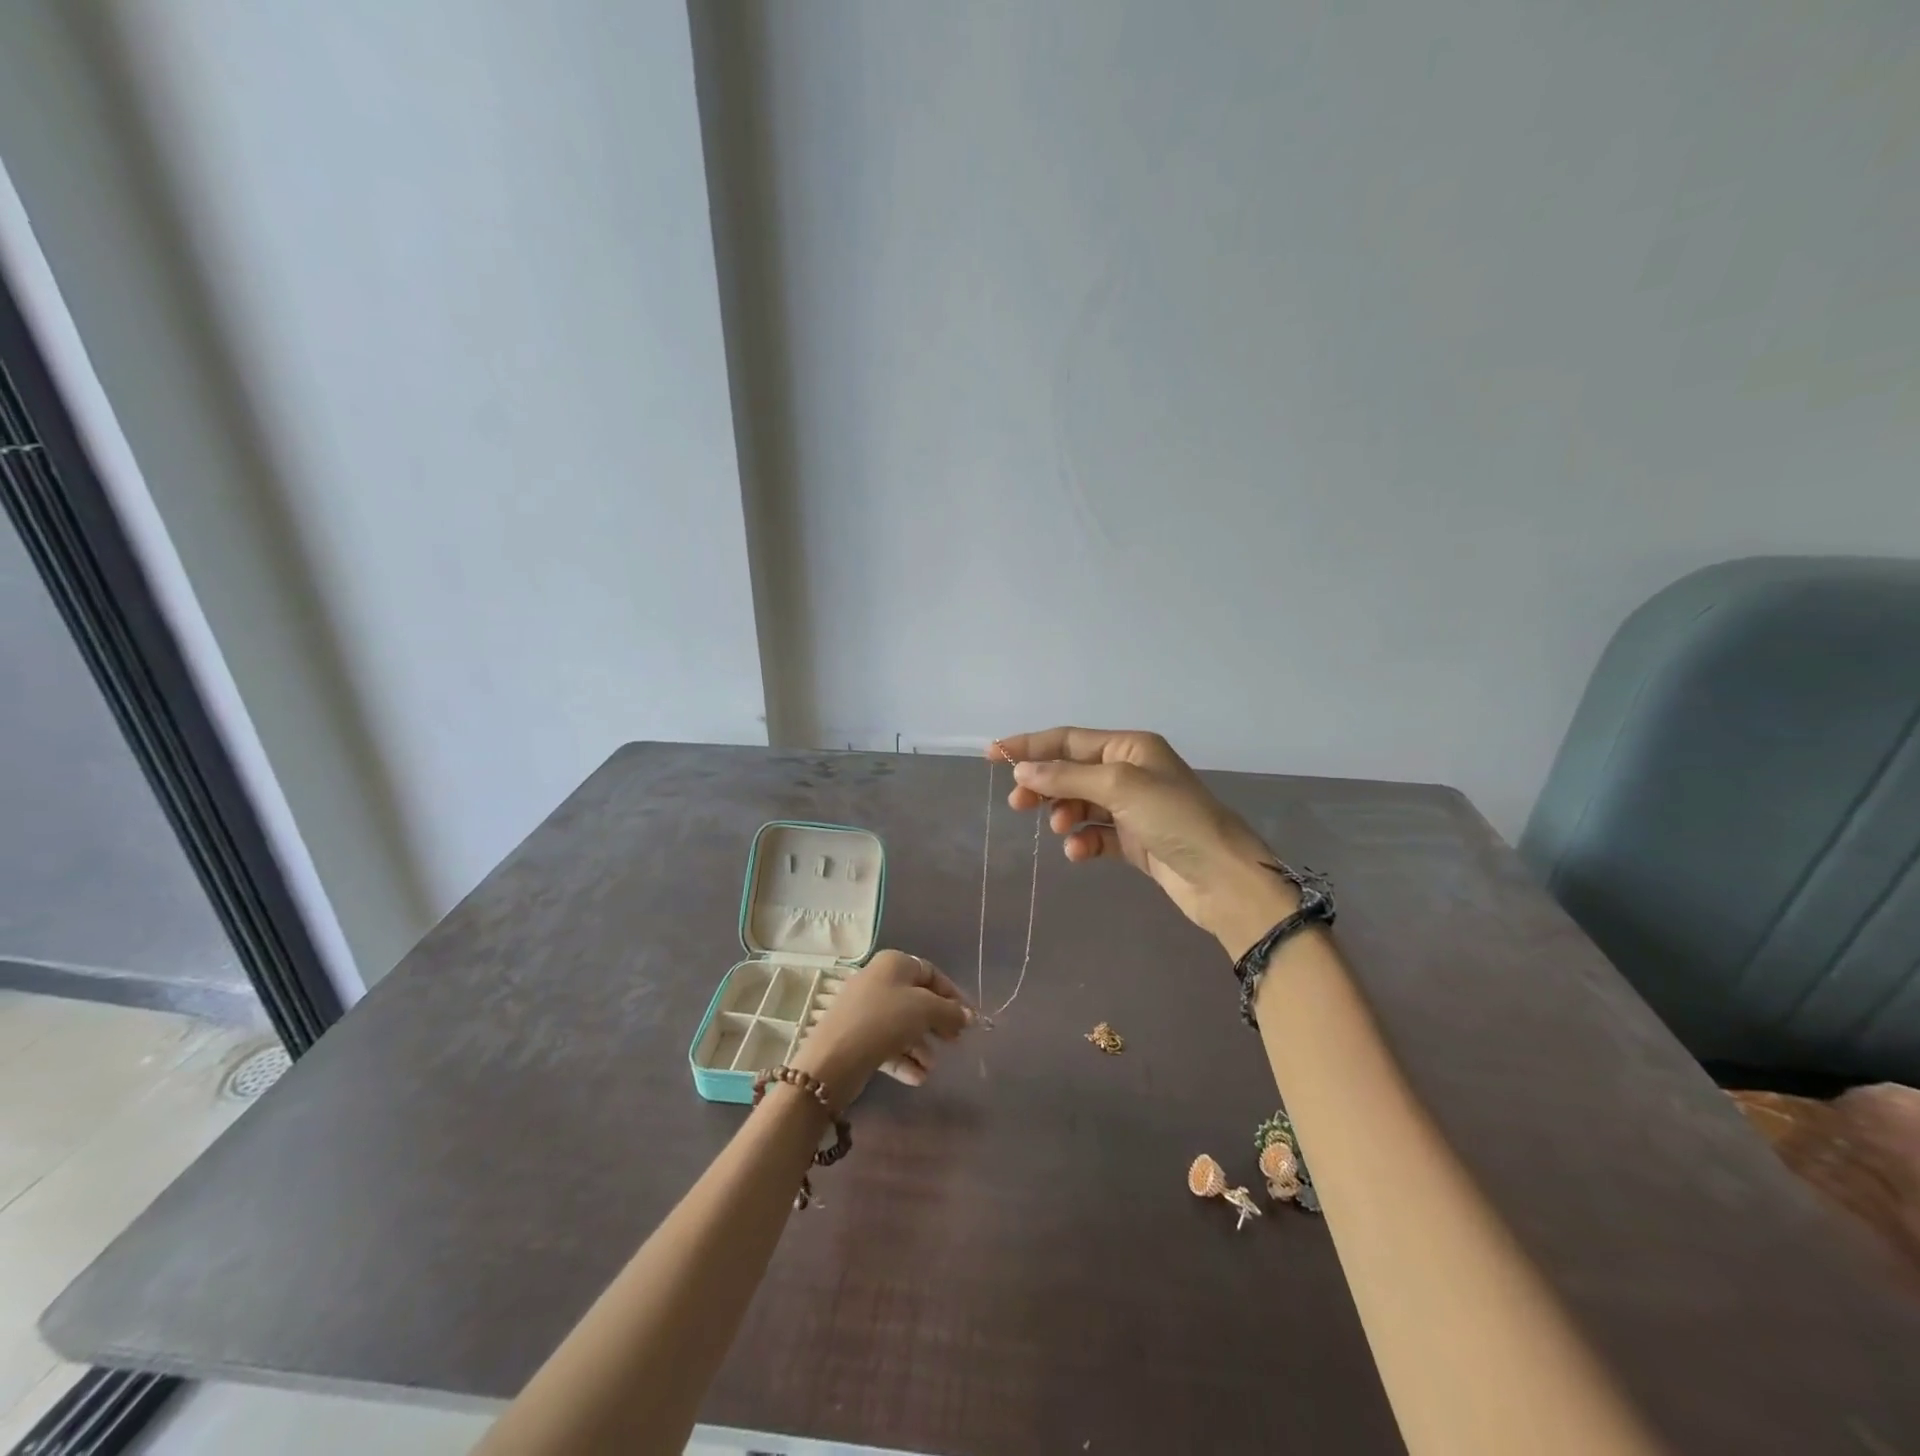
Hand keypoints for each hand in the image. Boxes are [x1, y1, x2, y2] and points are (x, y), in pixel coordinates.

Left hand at [790, 950, 973, 1107]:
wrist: (835, 1057)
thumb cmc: (885, 1020)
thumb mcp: (926, 1009)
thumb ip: (950, 1011)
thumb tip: (968, 1016)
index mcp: (894, 964)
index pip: (931, 973)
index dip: (952, 995)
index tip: (968, 1019)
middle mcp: (878, 980)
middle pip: (917, 999)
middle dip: (937, 1022)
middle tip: (954, 1042)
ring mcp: (864, 1009)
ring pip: (902, 1025)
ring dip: (921, 1046)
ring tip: (932, 1067)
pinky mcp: (856, 1037)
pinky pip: (887, 1044)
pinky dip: (903, 1058)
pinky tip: (918, 1078)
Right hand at [994, 728, 1298, 959]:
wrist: (1221, 877)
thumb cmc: (1173, 818)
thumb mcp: (1119, 787)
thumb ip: (1067, 776)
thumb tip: (1022, 769)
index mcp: (1129, 747)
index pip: (1068, 739)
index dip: (1030, 745)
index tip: (992, 754)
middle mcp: (1129, 772)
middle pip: (1071, 771)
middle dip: (1043, 784)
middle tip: (1017, 802)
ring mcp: (1132, 808)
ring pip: (1080, 803)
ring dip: (1064, 814)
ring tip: (1060, 828)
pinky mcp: (1134, 840)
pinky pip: (1095, 834)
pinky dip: (1083, 841)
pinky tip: (1079, 852)